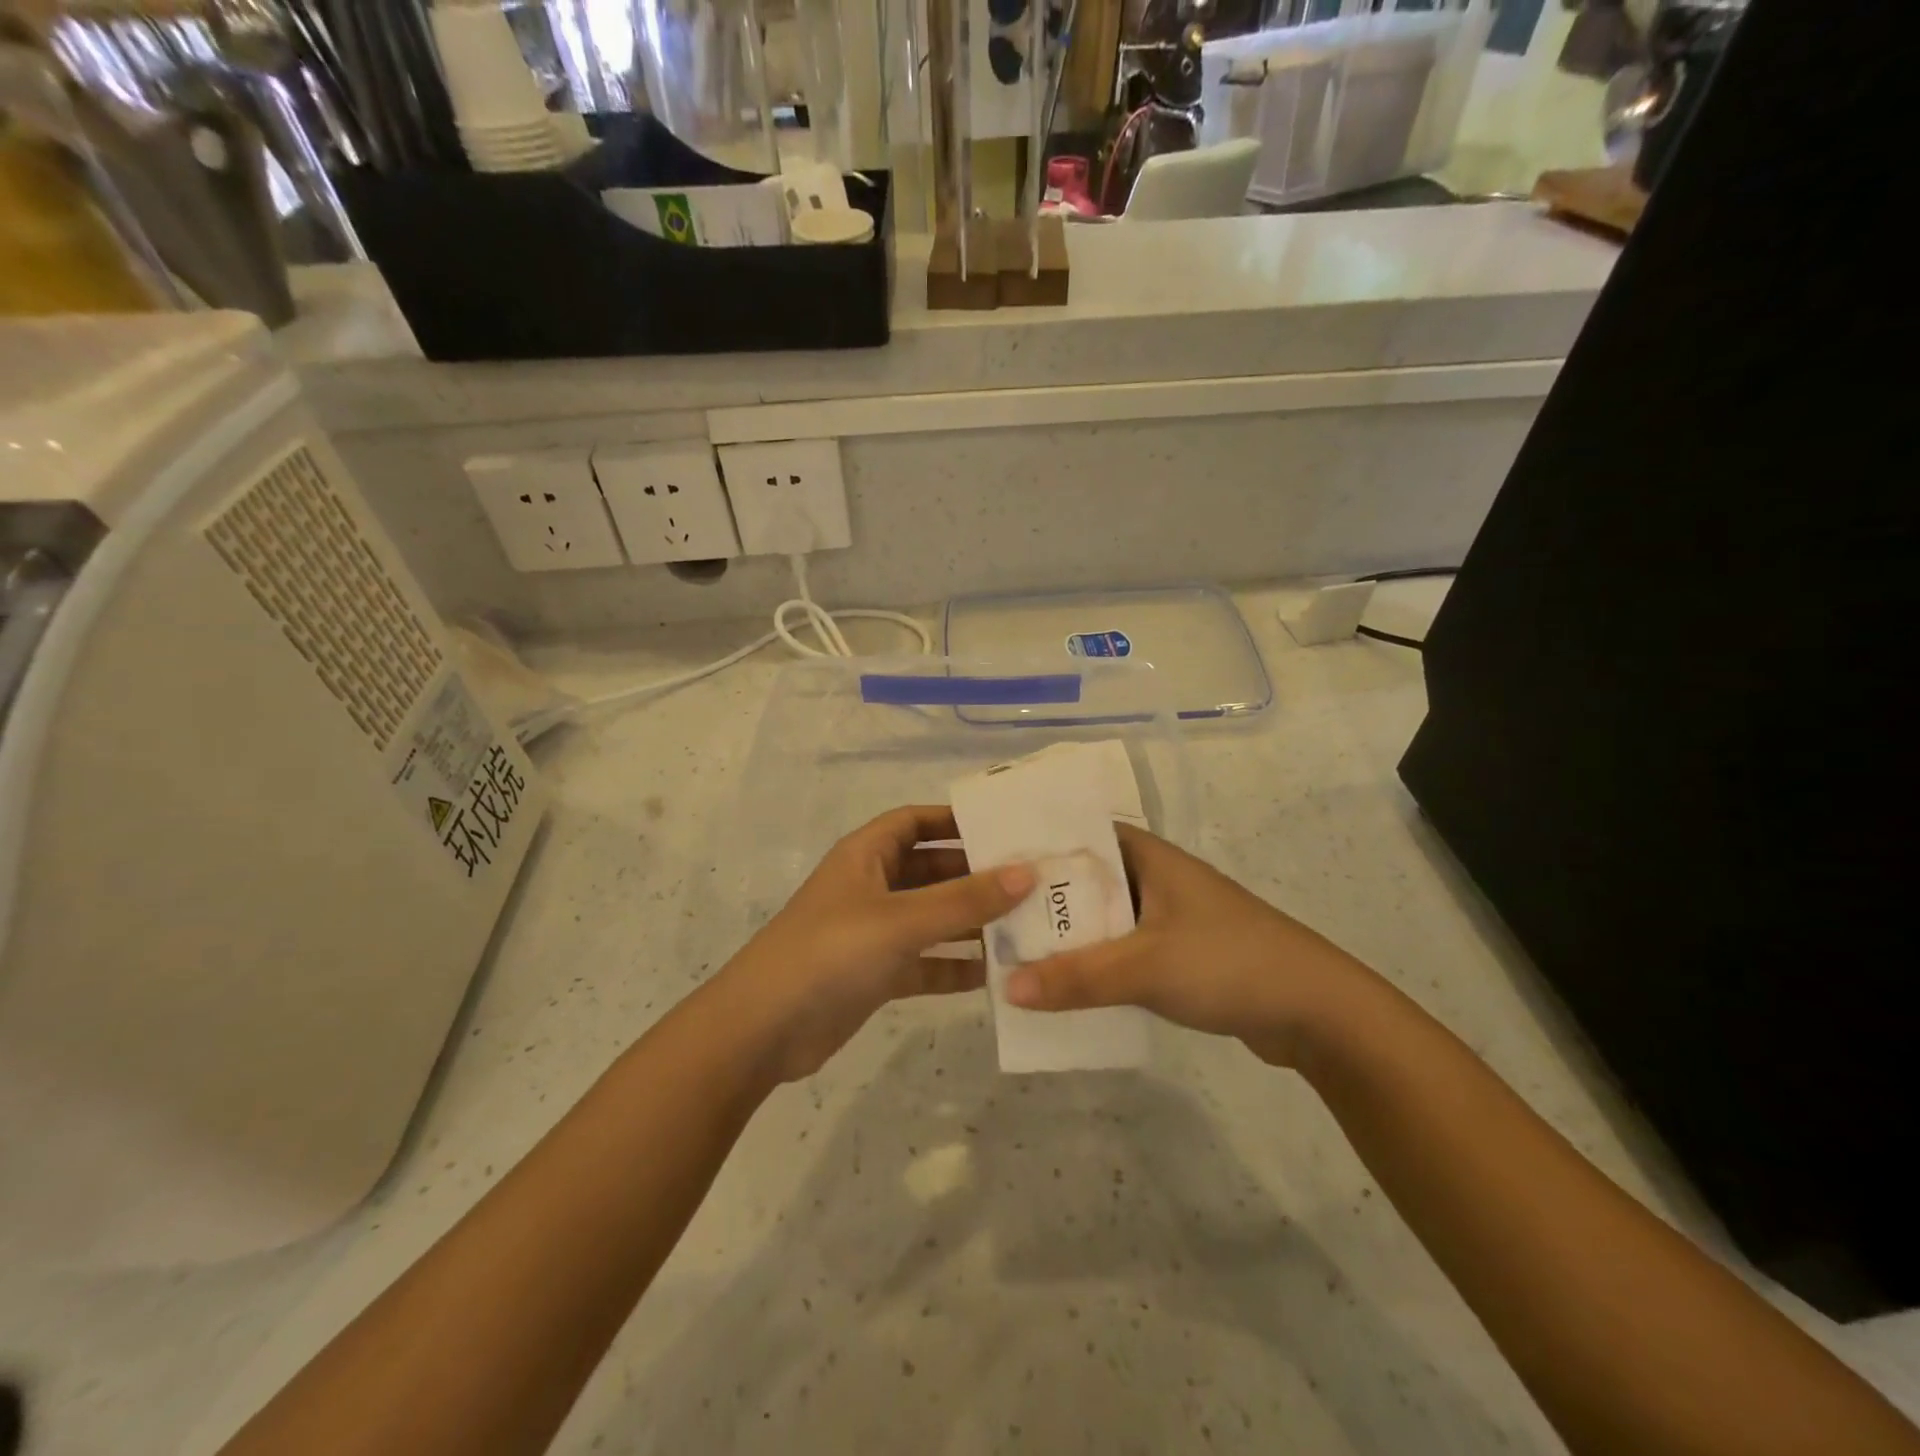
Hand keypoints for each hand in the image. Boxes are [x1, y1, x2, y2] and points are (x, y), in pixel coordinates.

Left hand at [713, 806, 1034, 1083]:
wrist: (763, 1030)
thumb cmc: (831, 953)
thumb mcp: (901, 920)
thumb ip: (964, 899)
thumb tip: (1026, 872)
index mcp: (866, 855)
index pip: (915, 821)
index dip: (954, 820)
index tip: (1003, 829)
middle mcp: (870, 887)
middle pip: (930, 870)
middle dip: (974, 875)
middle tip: (1030, 882)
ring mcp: (872, 933)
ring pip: (931, 918)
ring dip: (970, 923)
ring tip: (1025, 926)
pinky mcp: (875, 974)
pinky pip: (924, 962)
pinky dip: (952, 966)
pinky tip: (992, 975)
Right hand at [1004, 825, 1372, 1065]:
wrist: (1316, 1012)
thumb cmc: (1228, 963)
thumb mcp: (1145, 966)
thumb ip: (1077, 977)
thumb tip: (1007, 987)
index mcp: (1148, 857)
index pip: (1079, 834)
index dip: (1037, 844)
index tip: (990, 862)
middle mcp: (1155, 879)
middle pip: (1085, 880)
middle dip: (1043, 900)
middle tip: (990, 917)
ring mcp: (1168, 918)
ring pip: (1103, 919)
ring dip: (1068, 937)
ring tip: (1014, 953)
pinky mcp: (1178, 954)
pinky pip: (1121, 951)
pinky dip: (1094, 964)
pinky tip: (1063, 986)